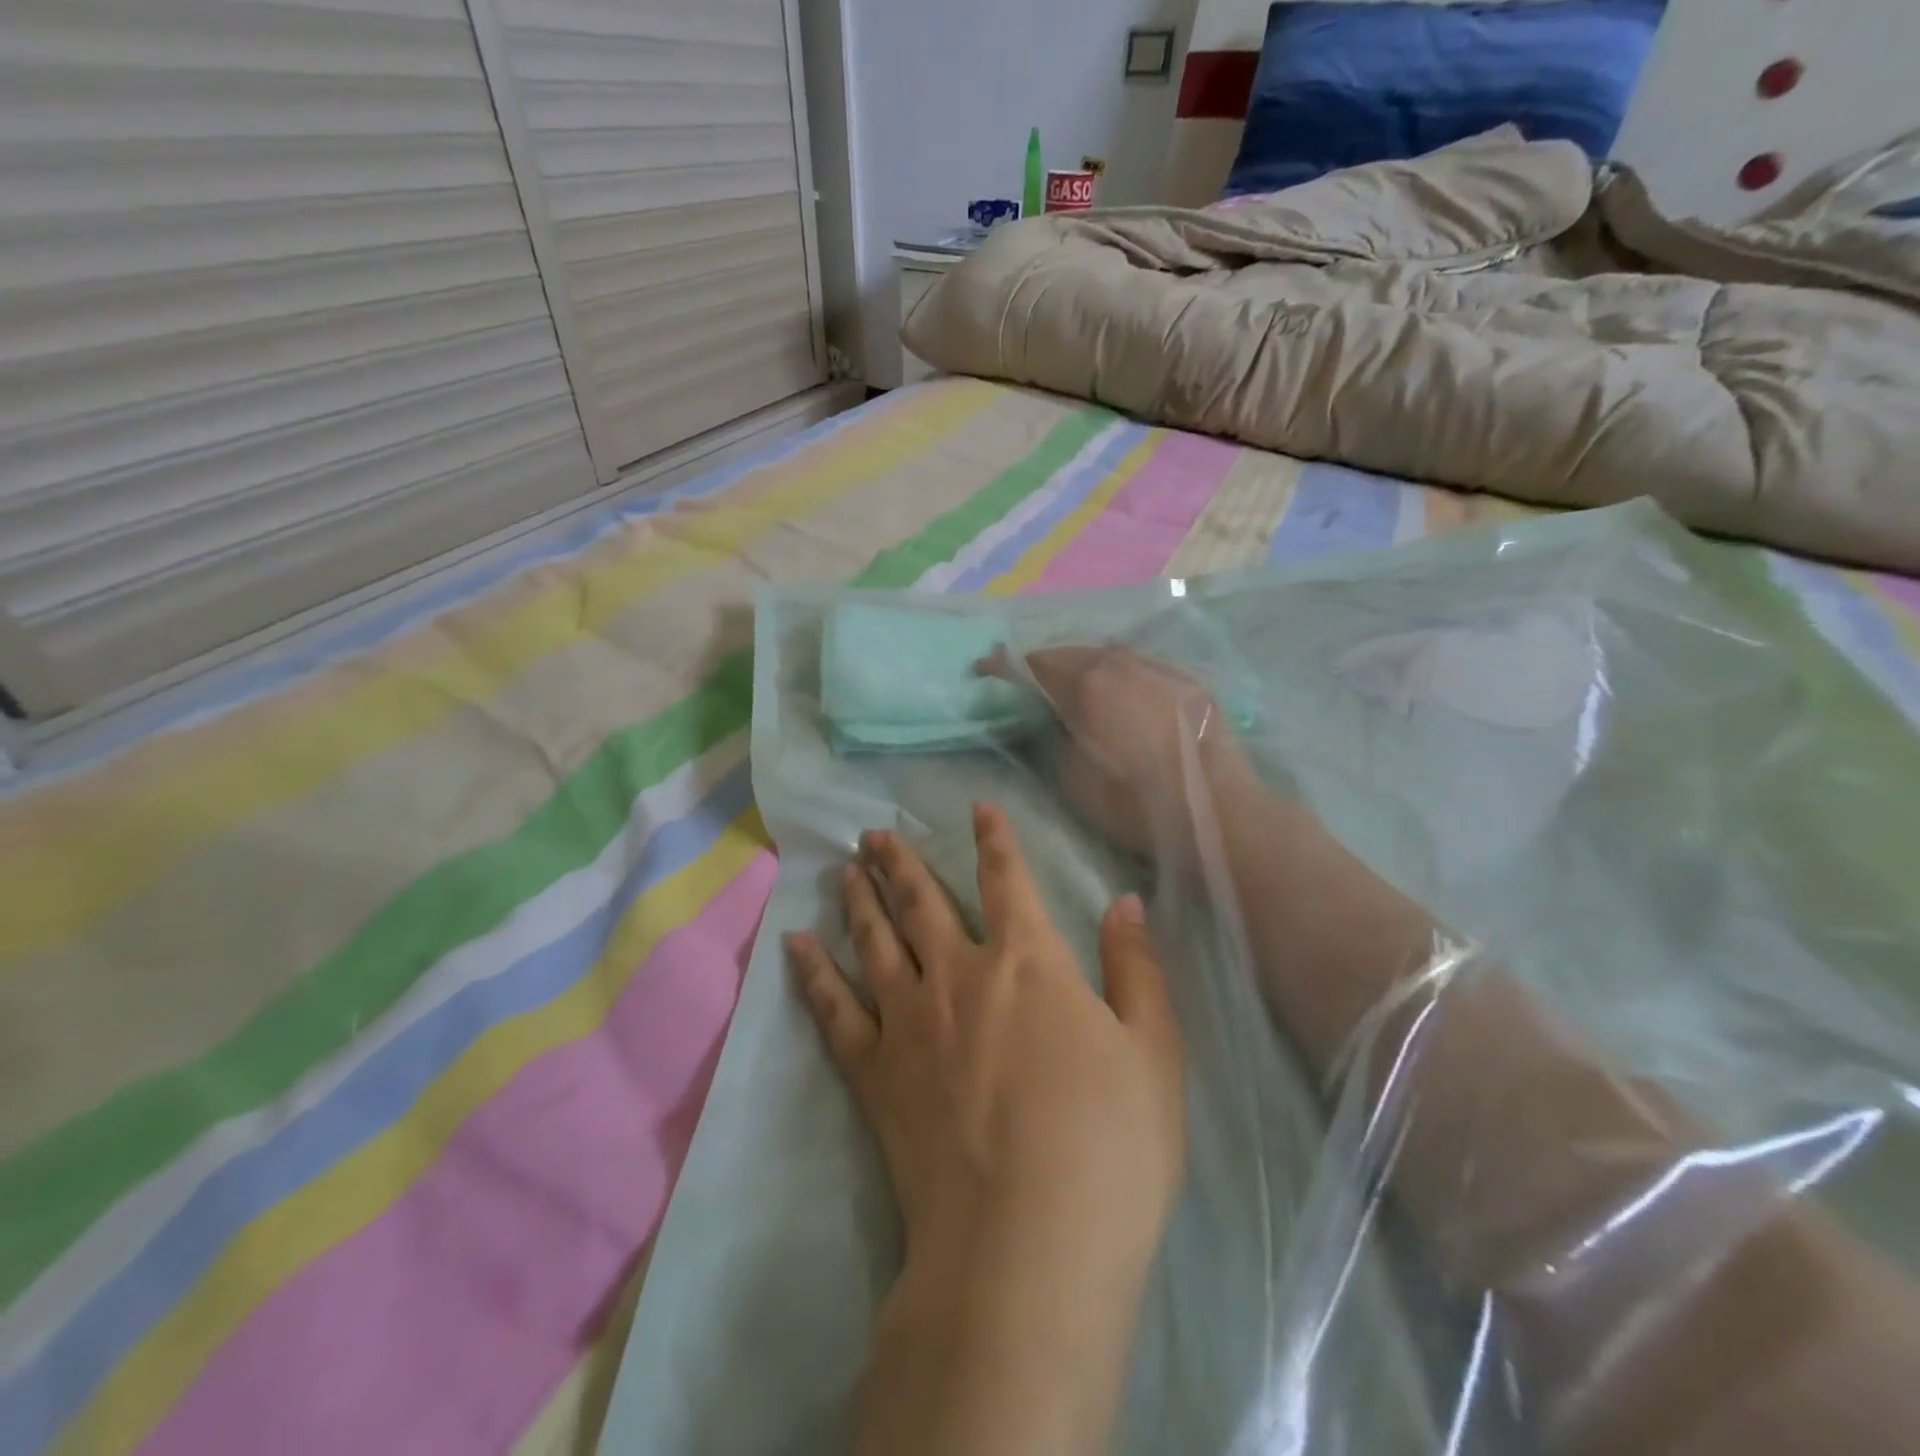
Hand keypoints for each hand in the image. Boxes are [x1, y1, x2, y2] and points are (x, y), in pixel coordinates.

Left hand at [786, 803, 1185, 1278]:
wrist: (1026, 1250)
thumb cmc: (1108, 1149)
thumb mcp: (1153, 1054)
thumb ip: (1136, 969)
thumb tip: (1125, 902)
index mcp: (1028, 962)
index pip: (1008, 879)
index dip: (994, 839)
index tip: (977, 808)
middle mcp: (959, 974)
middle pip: (922, 901)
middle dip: (899, 862)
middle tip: (872, 833)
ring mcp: (908, 1021)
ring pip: (874, 940)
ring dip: (858, 899)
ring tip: (842, 868)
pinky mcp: (874, 1072)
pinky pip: (834, 1009)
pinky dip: (813, 972)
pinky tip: (797, 945)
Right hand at [985, 646, 1251, 857]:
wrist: (1214, 810)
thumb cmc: (1132, 801)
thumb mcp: (1070, 778)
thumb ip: (1048, 737)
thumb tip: (1041, 717)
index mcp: (1086, 682)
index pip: (1033, 663)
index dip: (1003, 667)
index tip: (984, 670)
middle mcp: (1120, 662)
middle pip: (1071, 653)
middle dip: (1044, 664)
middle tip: (1029, 682)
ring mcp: (1159, 668)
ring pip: (1109, 655)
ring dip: (1085, 665)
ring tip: (1075, 683)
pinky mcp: (1188, 682)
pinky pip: (1142, 667)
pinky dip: (1121, 675)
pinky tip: (1124, 693)